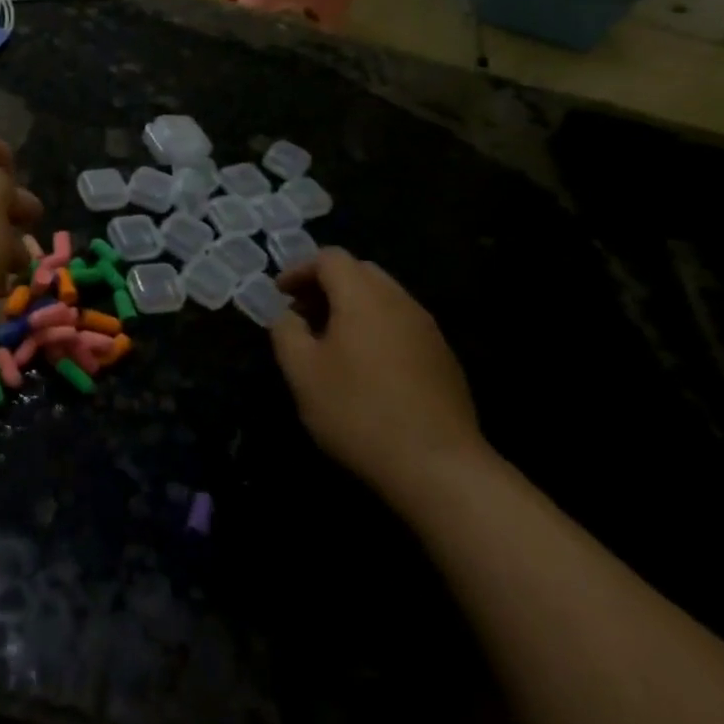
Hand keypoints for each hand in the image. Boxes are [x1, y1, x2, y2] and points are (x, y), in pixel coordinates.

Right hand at [270, 249, 489, 506]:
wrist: (438, 466)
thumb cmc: (358, 412)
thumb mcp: (302, 373)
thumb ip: (286, 332)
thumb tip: (288, 315)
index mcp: (363, 296)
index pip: (330, 258)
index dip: (300, 269)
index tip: (280, 294)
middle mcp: (399, 301)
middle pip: (360, 271)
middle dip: (326, 284)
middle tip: (303, 314)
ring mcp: (427, 328)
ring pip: (383, 297)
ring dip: (352, 306)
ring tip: (331, 342)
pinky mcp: (443, 357)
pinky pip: (402, 323)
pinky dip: (376, 327)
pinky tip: (366, 367)